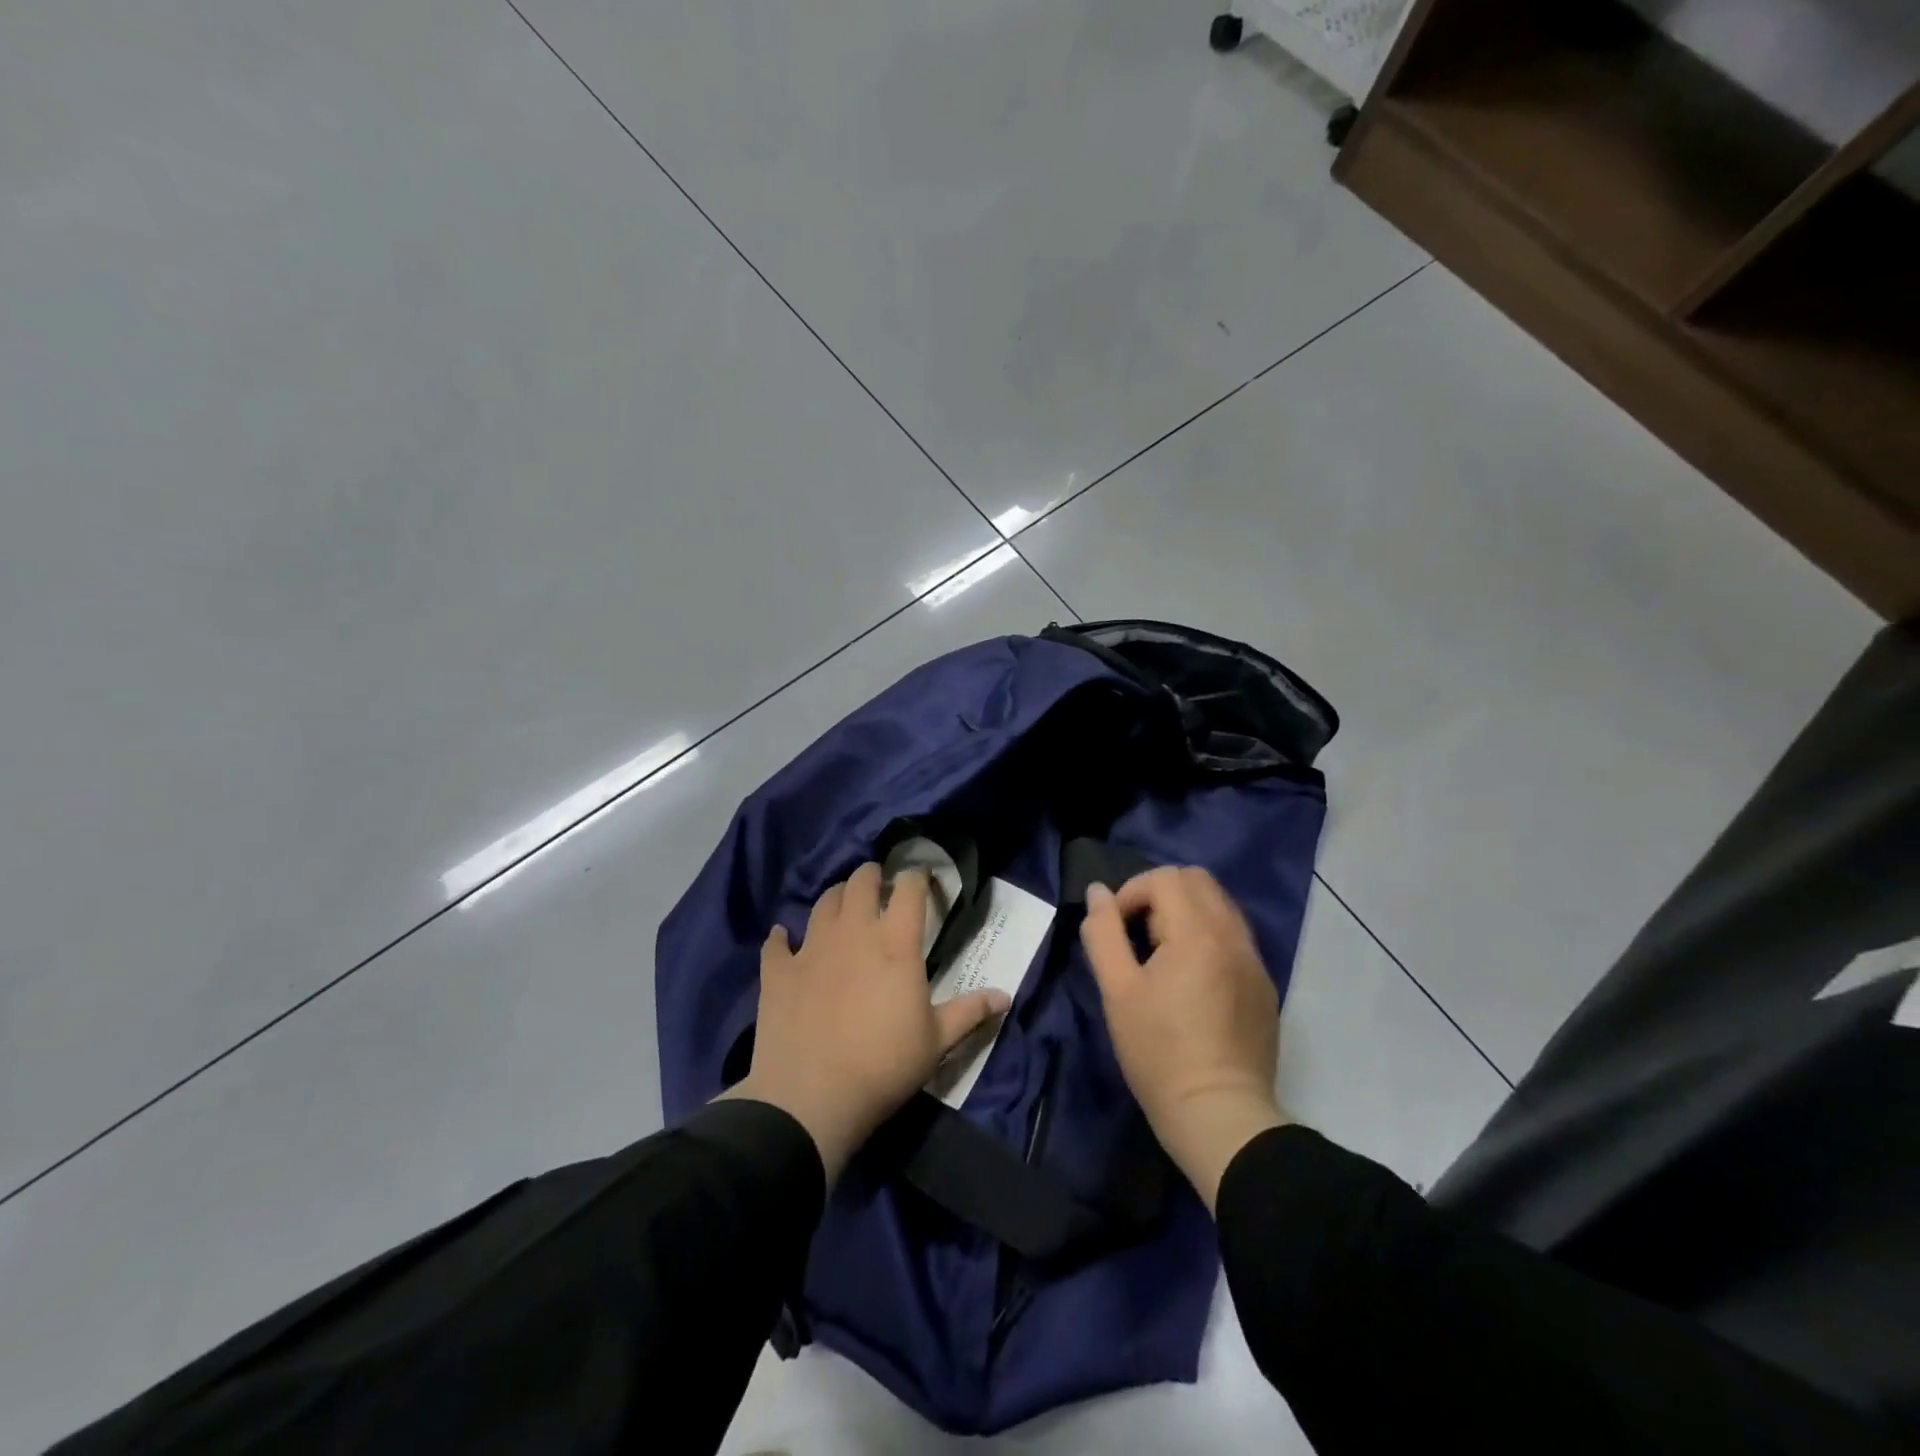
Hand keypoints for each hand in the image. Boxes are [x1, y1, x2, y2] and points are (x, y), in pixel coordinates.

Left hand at [723, 862, 1009, 1182]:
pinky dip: (783, 937)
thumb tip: (1006, 996)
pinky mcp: (779, 971)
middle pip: (861, 882)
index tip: (921, 880)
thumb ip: (970, 1012)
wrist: (811, 1097)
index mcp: (896, 942)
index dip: (917, 878)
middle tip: (878, 884)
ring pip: (823, 902)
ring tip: (842, 905)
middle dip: (872, 876)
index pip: (909, 890)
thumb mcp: (936, 1041)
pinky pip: (777, 942)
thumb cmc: (884, 1065)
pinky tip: (785, 939)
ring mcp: (811, 948)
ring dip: (836, 897)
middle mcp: (853, 932)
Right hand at [1080, 866, 1289, 1210]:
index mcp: (1198, 933)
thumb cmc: (1159, 1053)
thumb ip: (1103, 933)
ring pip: (1220, 904)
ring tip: (1162, 954)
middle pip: (1197, 880)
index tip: (1116, 931)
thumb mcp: (1117, 991)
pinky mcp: (1263, 985)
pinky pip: (1234, 935)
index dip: (1131, 893)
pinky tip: (1191, 977)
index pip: (1165, 877)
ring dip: (1185, 912)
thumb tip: (1097, 892)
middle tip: (1138, 936)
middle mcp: (1233, 936)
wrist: (1220, 1116)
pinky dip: (1207, 934)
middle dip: (1159, 894)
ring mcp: (1254, 960)